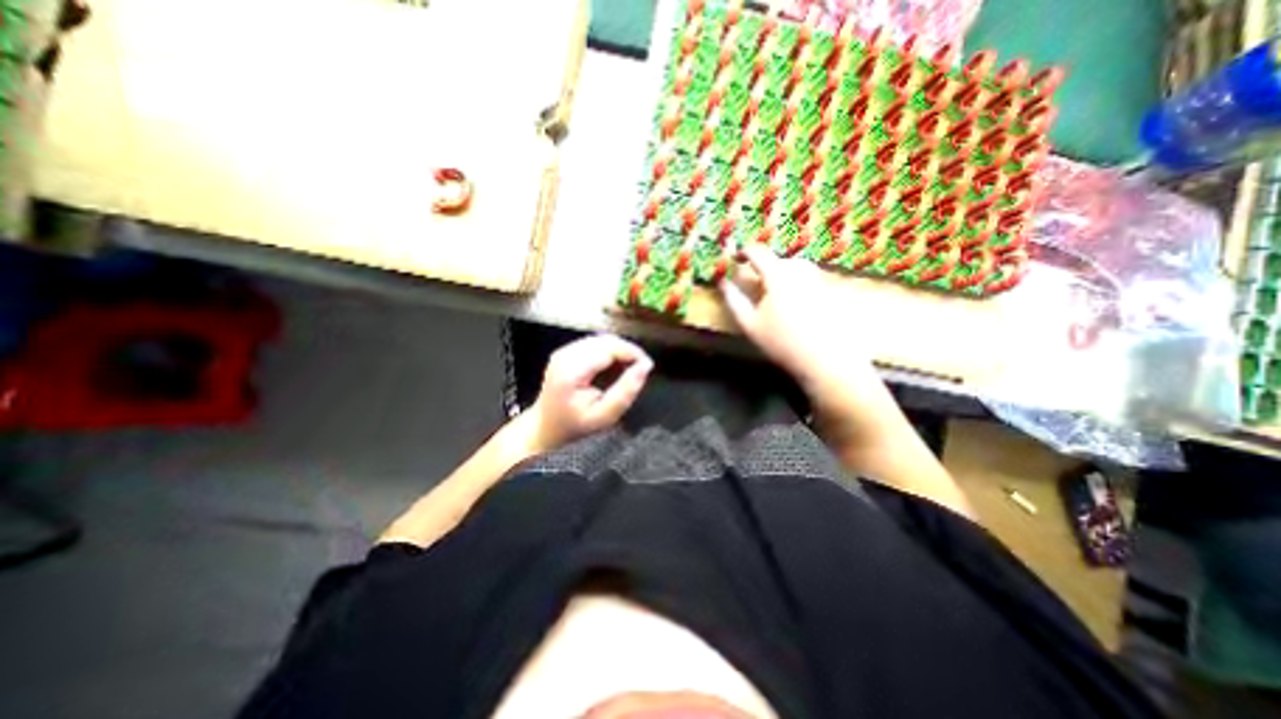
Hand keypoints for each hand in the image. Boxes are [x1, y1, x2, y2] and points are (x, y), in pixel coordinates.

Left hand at [527, 334, 653, 450]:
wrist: (546, 428)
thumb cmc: (576, 426)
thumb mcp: (605, 415)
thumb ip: (626, 391)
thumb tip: (646, 366)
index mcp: (572, 370)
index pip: (609, 348)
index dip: (632, 353)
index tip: (647, 367)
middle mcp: (565, 354)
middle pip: (605, 341)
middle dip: (628, 350)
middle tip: (642, 368)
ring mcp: (563, 351)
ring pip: (601, 339)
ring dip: (619, 350)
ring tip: (631, 368)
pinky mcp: (565, 352)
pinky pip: (594, 344)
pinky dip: (609, 351)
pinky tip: (615, 366)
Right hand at [719, 246, 891, 437]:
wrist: (825, 360)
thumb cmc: (782, 342)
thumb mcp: (750, 324)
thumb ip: (734, 300)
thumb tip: (722, 282)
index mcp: (778, 276)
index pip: (759, 253)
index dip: (745, 252)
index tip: (736, 257)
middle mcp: (801, 271)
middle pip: (780, 259)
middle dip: (765, 266)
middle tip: (755, 280)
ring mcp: (820, 280)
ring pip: (797, 267)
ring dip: (783, 272)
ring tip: (775, 290)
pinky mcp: (833, 291)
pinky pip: (812, 277)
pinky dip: (799, 282)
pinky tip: (797, 301)